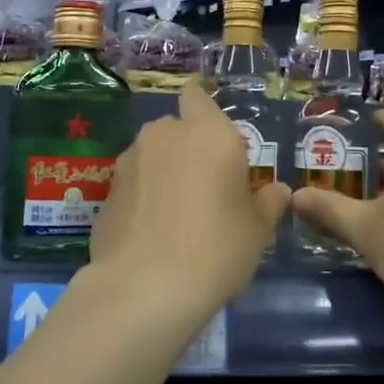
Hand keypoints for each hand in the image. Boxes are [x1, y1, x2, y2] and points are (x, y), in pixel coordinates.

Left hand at [88, 82, 290, 314]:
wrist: (146, 287)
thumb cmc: (217, 247)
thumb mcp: (258, 229)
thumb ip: (268, 202)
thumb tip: (277, 191)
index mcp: (209, 131)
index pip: (198, 95)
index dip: (204, 111)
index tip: (215, 139)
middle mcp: (165, 134)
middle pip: (176, 128)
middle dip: (187, 147)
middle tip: (205, 185)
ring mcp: (130, 160)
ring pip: (151, 154)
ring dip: (162, 171)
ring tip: (175, 212)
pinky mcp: (107, 190)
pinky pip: (133, 184)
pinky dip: (142, 197)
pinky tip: (151, 230)